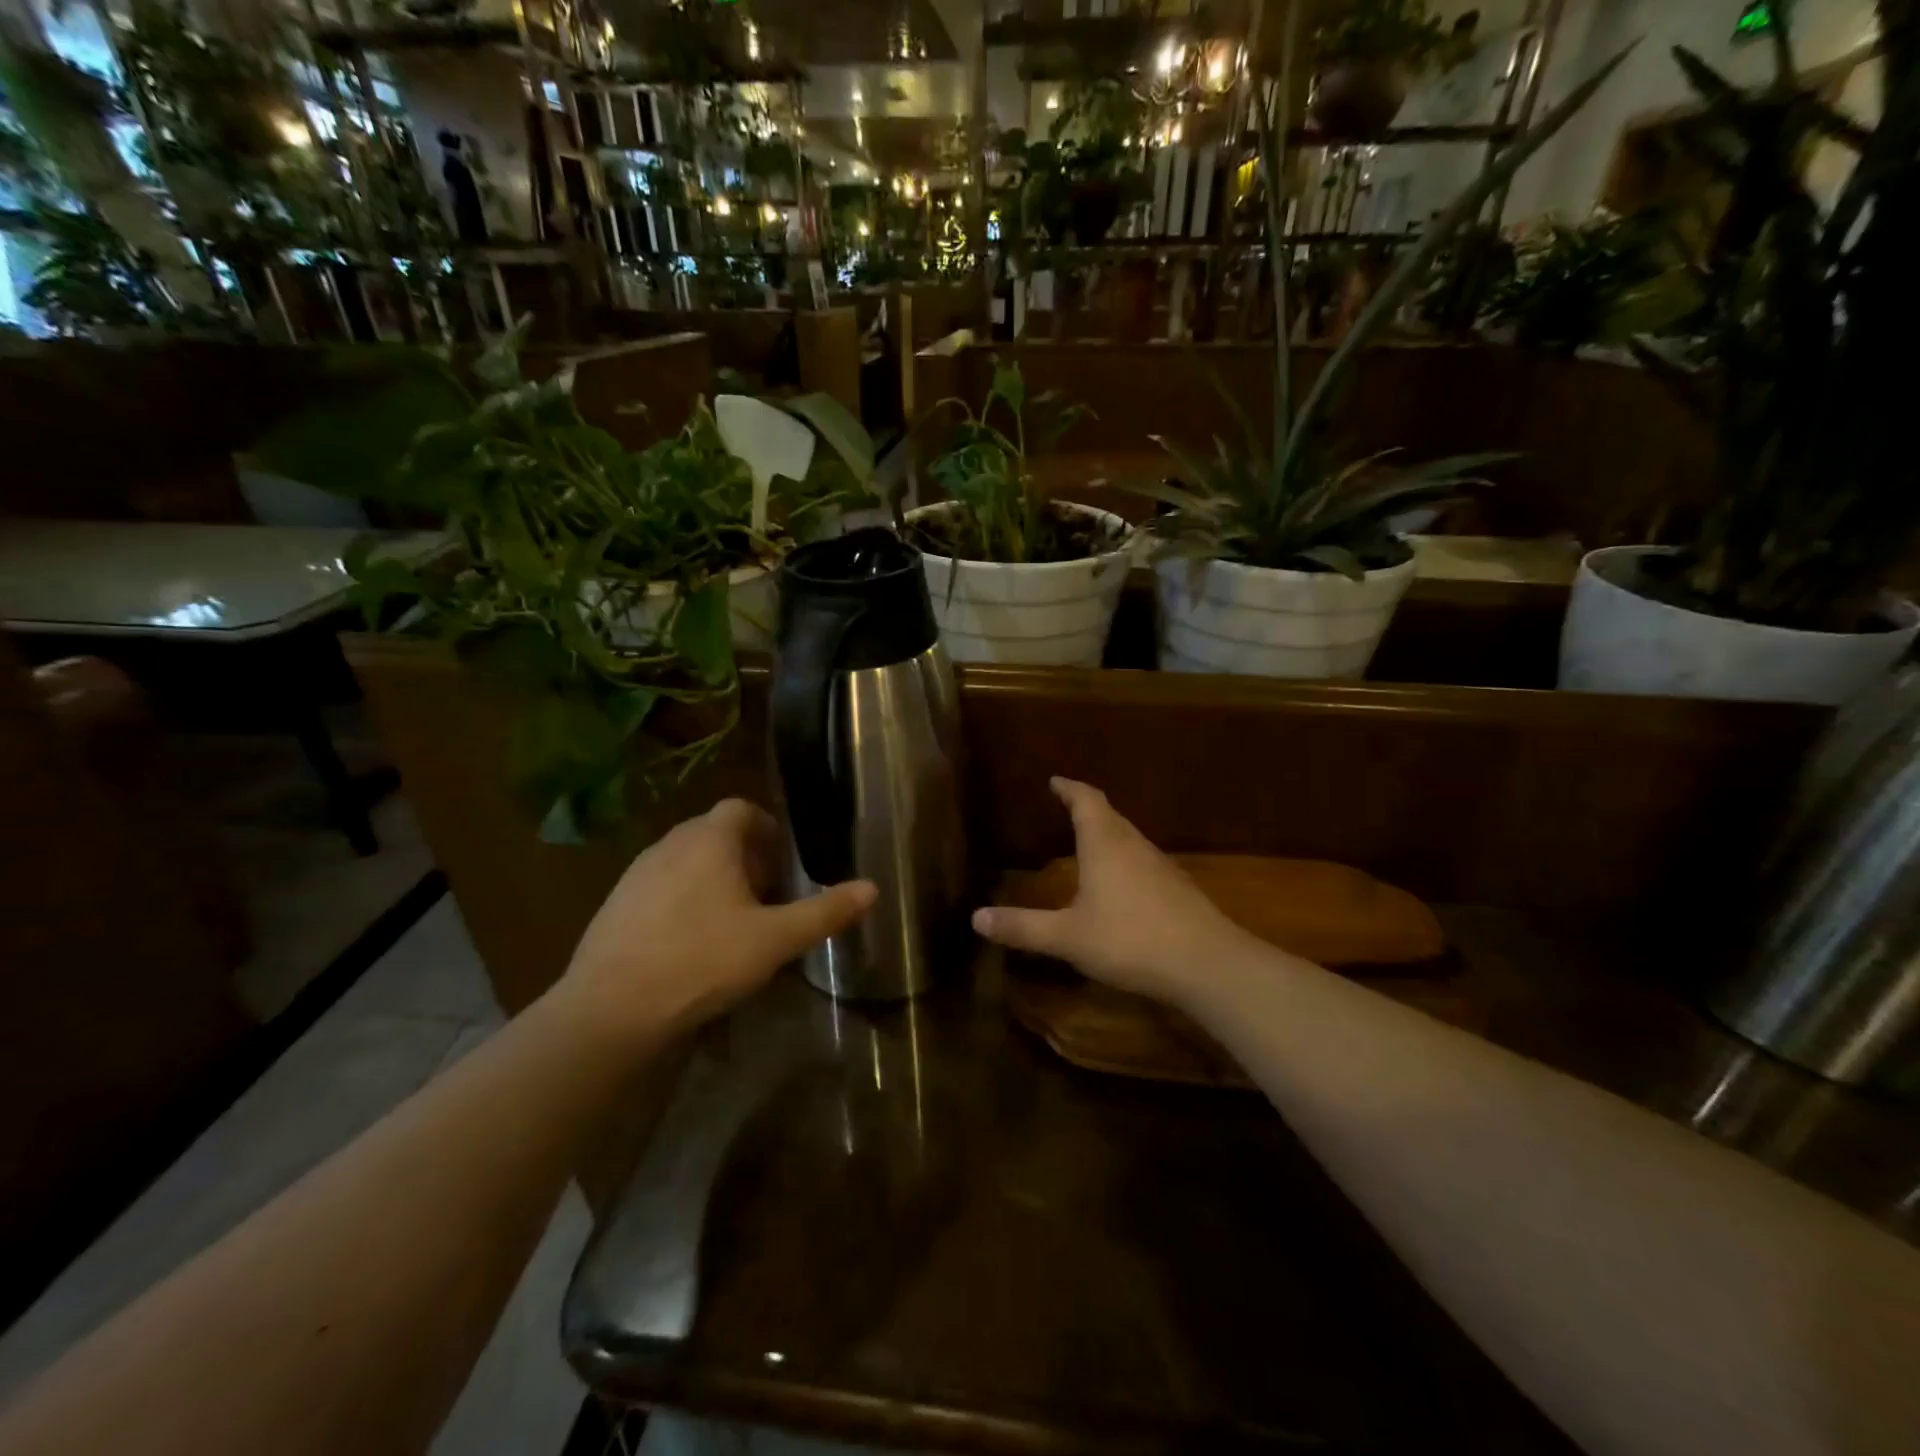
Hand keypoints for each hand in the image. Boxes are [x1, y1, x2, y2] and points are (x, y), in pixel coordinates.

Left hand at [553, 799, 874, 1044]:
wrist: (611, 1009)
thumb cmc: (702, 960)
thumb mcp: (775, 940)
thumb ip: (825, 912)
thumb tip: (872, 888)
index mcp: (709, 839)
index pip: (741, 808)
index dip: (767, 828)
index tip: (783, 861)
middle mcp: (669, 844)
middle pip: (714, 832)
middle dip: (745, 856)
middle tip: (767, 894)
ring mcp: (636, 874)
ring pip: (685, 860)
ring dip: (713, 877)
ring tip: (733, 919)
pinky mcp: (615, 905)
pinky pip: (660, 886)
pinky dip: (683, 899)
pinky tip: (691, 942)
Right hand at [971, 778, 1254, 1005]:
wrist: (1206, 963)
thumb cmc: (1129, 939)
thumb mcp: (1067, 937)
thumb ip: (1023, 927)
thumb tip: (975, 917)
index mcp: (1104, 843)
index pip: (1085, 800)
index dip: (1069, 788)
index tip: (1055, 781)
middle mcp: (1133, 844)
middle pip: (1109, 814)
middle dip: (1086, 808)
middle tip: (1066, 807)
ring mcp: (1160, 865)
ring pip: (1128, 837)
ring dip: (1106, 833)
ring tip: (1087, 842)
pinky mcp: (1177, 888)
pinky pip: (1142, 860)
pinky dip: (1123, 858)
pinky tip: (1119, 883)